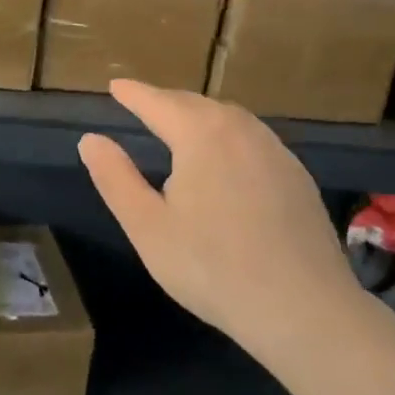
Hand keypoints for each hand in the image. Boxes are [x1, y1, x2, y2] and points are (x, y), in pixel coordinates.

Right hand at [77, 80, 375, 367]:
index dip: (133, 94)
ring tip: (179, 125)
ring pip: (229, 119)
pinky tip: (225, 159)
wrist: (303, 309)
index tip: (115, 85)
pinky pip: (253, 139)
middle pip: (196, 104)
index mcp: (200, 135)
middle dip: (166, 101)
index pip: (158, 102)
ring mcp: (276, 152)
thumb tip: (91, 140)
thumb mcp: (147, 226)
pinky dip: (227, 135)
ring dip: (199, 115)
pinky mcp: (297, 176)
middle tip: (142, 104)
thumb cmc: (211, 267)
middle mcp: (241, 130)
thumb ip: (115, 178)